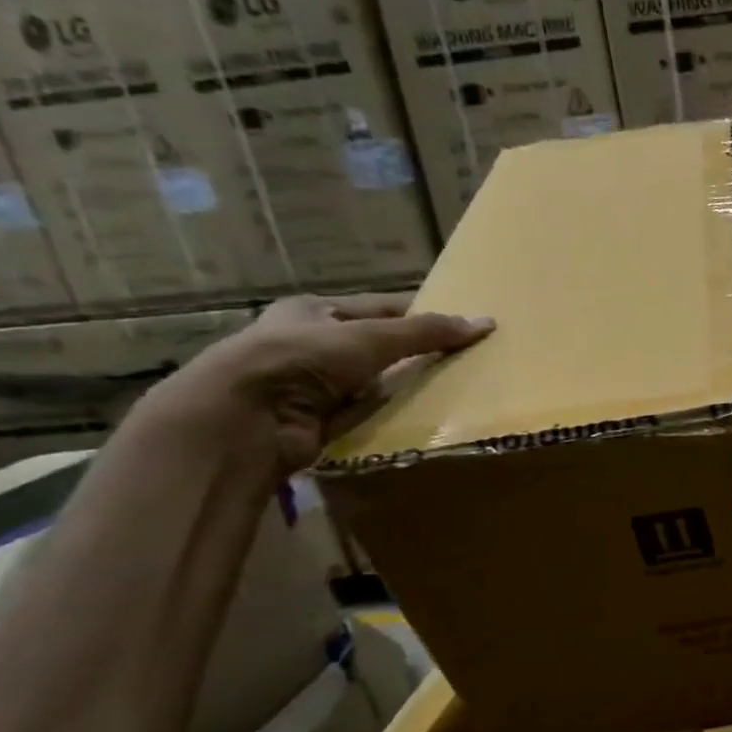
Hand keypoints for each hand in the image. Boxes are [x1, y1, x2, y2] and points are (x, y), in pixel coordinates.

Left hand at [154, 294, 493, 473]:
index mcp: (314, 311)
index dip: (421, 316)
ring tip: (453, 390)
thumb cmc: (301, 359)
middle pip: (380, 348)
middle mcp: (311, 345)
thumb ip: (426, 332)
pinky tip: (420, 418)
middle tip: (464, 361)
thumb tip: (486, 323)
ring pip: (375, 383)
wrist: (245, 419)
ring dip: (404, 388)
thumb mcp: (370, 337)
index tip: (462, 328)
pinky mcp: (318, 422)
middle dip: (415, 355)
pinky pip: (367, 415)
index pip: (382, 309)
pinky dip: (389, 416)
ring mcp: (312, 386)